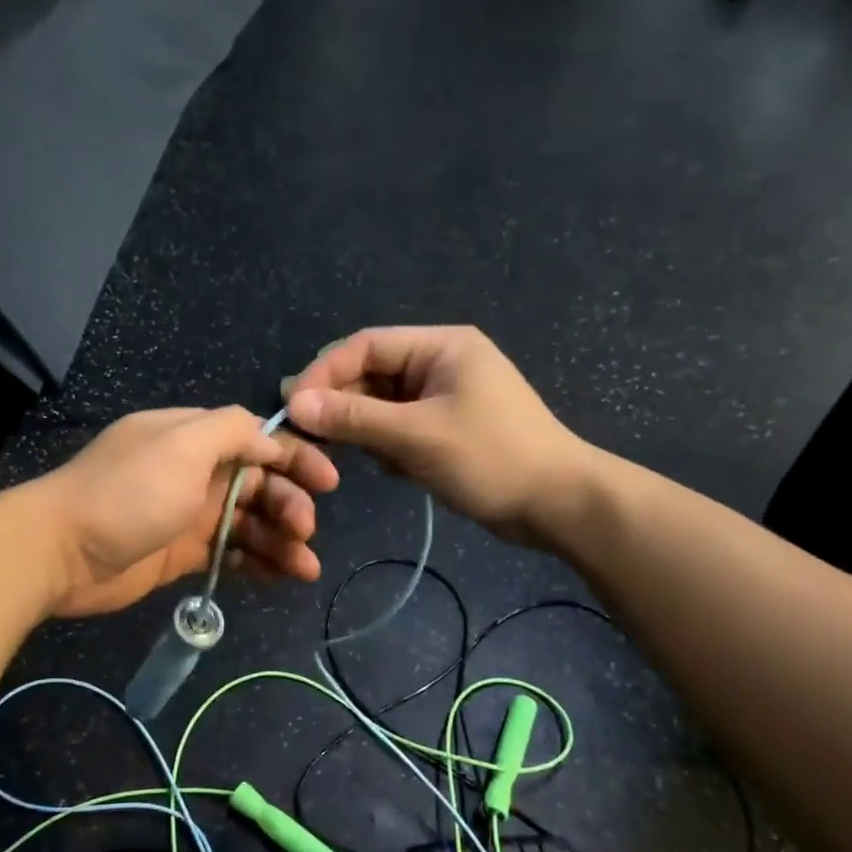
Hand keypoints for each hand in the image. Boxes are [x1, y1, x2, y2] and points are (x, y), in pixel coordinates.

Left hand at [30, 406, 338, 617]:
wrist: (60, 553)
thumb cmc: (126, 494)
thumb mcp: (181, 446)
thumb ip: (230, 430)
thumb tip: (269, 437)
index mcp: (193, 438)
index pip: (256, 440)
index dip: (295, 458)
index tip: (327, 481)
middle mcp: (194, 472)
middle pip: (258, 484)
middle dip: (289, 504)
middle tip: (304, 531)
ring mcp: (187, 515)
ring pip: (248, 523)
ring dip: (281, 540)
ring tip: (305, 568)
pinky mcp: (181, 553)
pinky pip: (230, 553)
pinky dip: (257, 562)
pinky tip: (281, 577)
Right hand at [284, 326, 588, 544]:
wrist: (558, 504)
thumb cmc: (490, 458)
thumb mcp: (416, 436)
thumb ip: (354, 417)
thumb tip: (294, 402)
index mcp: (440, 346)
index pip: (365, 346)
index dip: (324, 372)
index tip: (292, 406)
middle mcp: (440, 363)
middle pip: (371, 373)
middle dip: (340, 403)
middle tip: (305, 434)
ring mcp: (444, 396)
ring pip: (382, 403)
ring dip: (363, 427)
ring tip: (346, 455)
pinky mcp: (446, 427)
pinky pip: (399, 426)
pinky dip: (386, 444)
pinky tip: (390, 467)